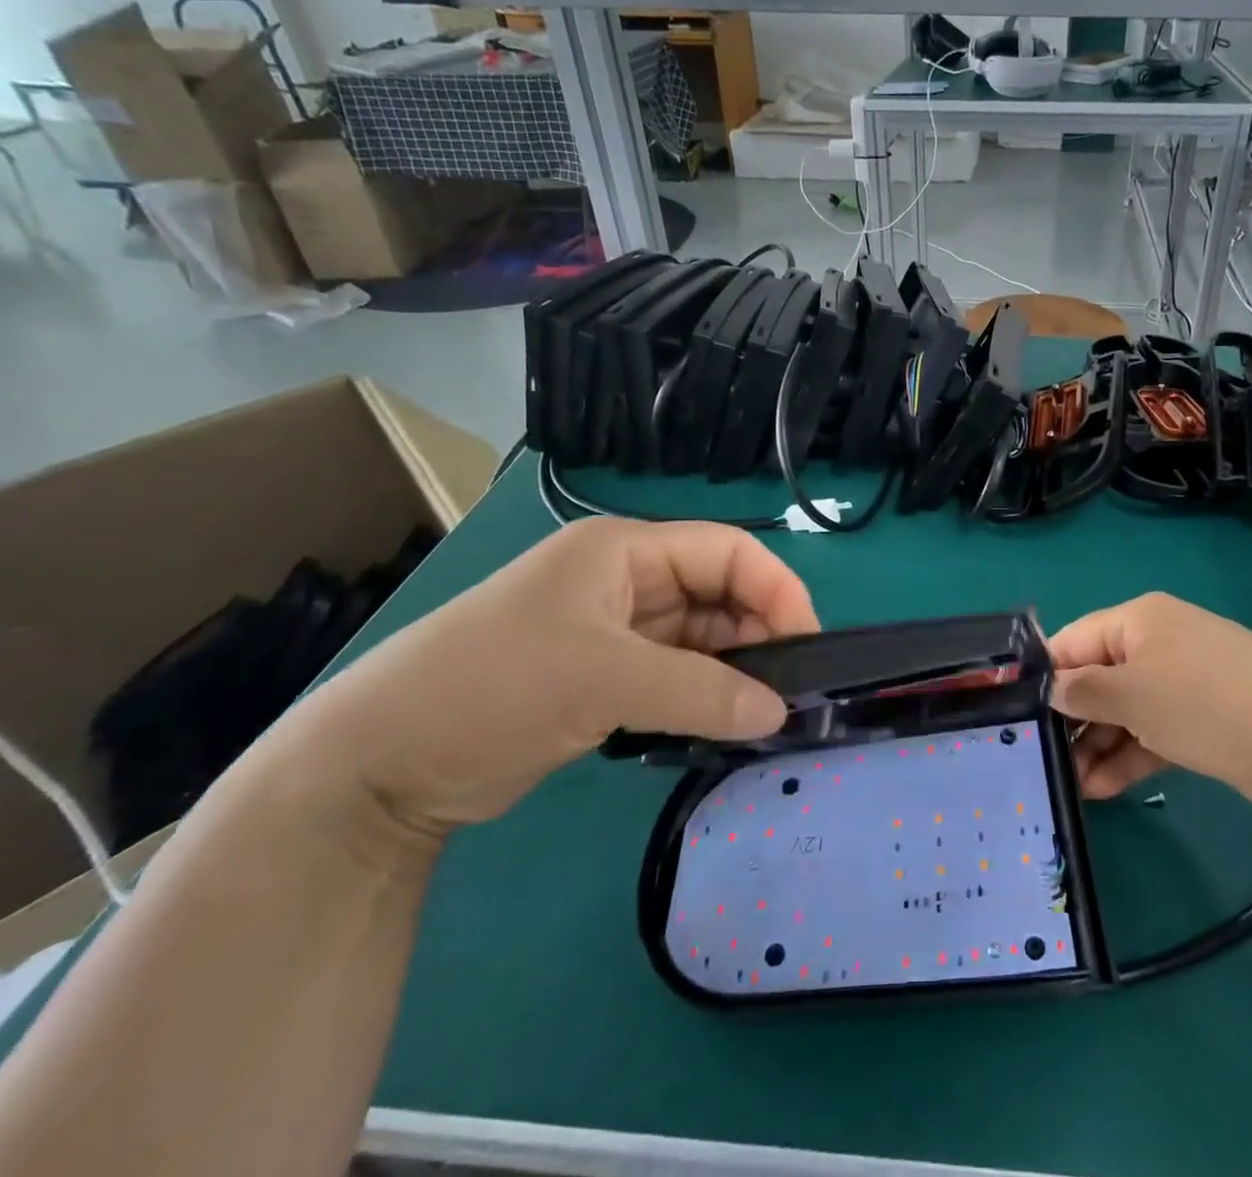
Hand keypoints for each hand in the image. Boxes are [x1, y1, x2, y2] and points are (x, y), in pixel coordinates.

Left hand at [268, 519, 818, 839]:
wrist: (375, 769)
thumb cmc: (491, 688)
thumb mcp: (602, 681)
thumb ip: (701, 691)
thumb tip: (780, 712)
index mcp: (624, 550)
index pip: (727, 550)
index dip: (776, 589)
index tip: (809, 644)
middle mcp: (625, 580)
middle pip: (719, 591)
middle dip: (760, 633)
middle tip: (792, 686)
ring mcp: (614, 631)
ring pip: (701, 637)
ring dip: (735, 668)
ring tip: (766, 709)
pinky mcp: (603, 678)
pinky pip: (677, 674)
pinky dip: (705, 694)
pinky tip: (727, 721)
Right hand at [1049, 593, 1251, 811]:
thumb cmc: (1203, 701)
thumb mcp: (1132, 693)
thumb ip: (1083, 691)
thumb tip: (1050, 689)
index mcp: (1137, 621)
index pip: (1074, 640)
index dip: (1046, 675)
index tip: (1016, 714)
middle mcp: (1157, 644)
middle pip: (1098, 678)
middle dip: (1071, 719)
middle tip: (1041, 760)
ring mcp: (1181, 683)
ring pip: (1124, 710)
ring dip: (1096, 745)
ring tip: (1070, 785)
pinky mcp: (1201, 720)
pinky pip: (1151, 732)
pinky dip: (1128, 756)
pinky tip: (1102, 789)